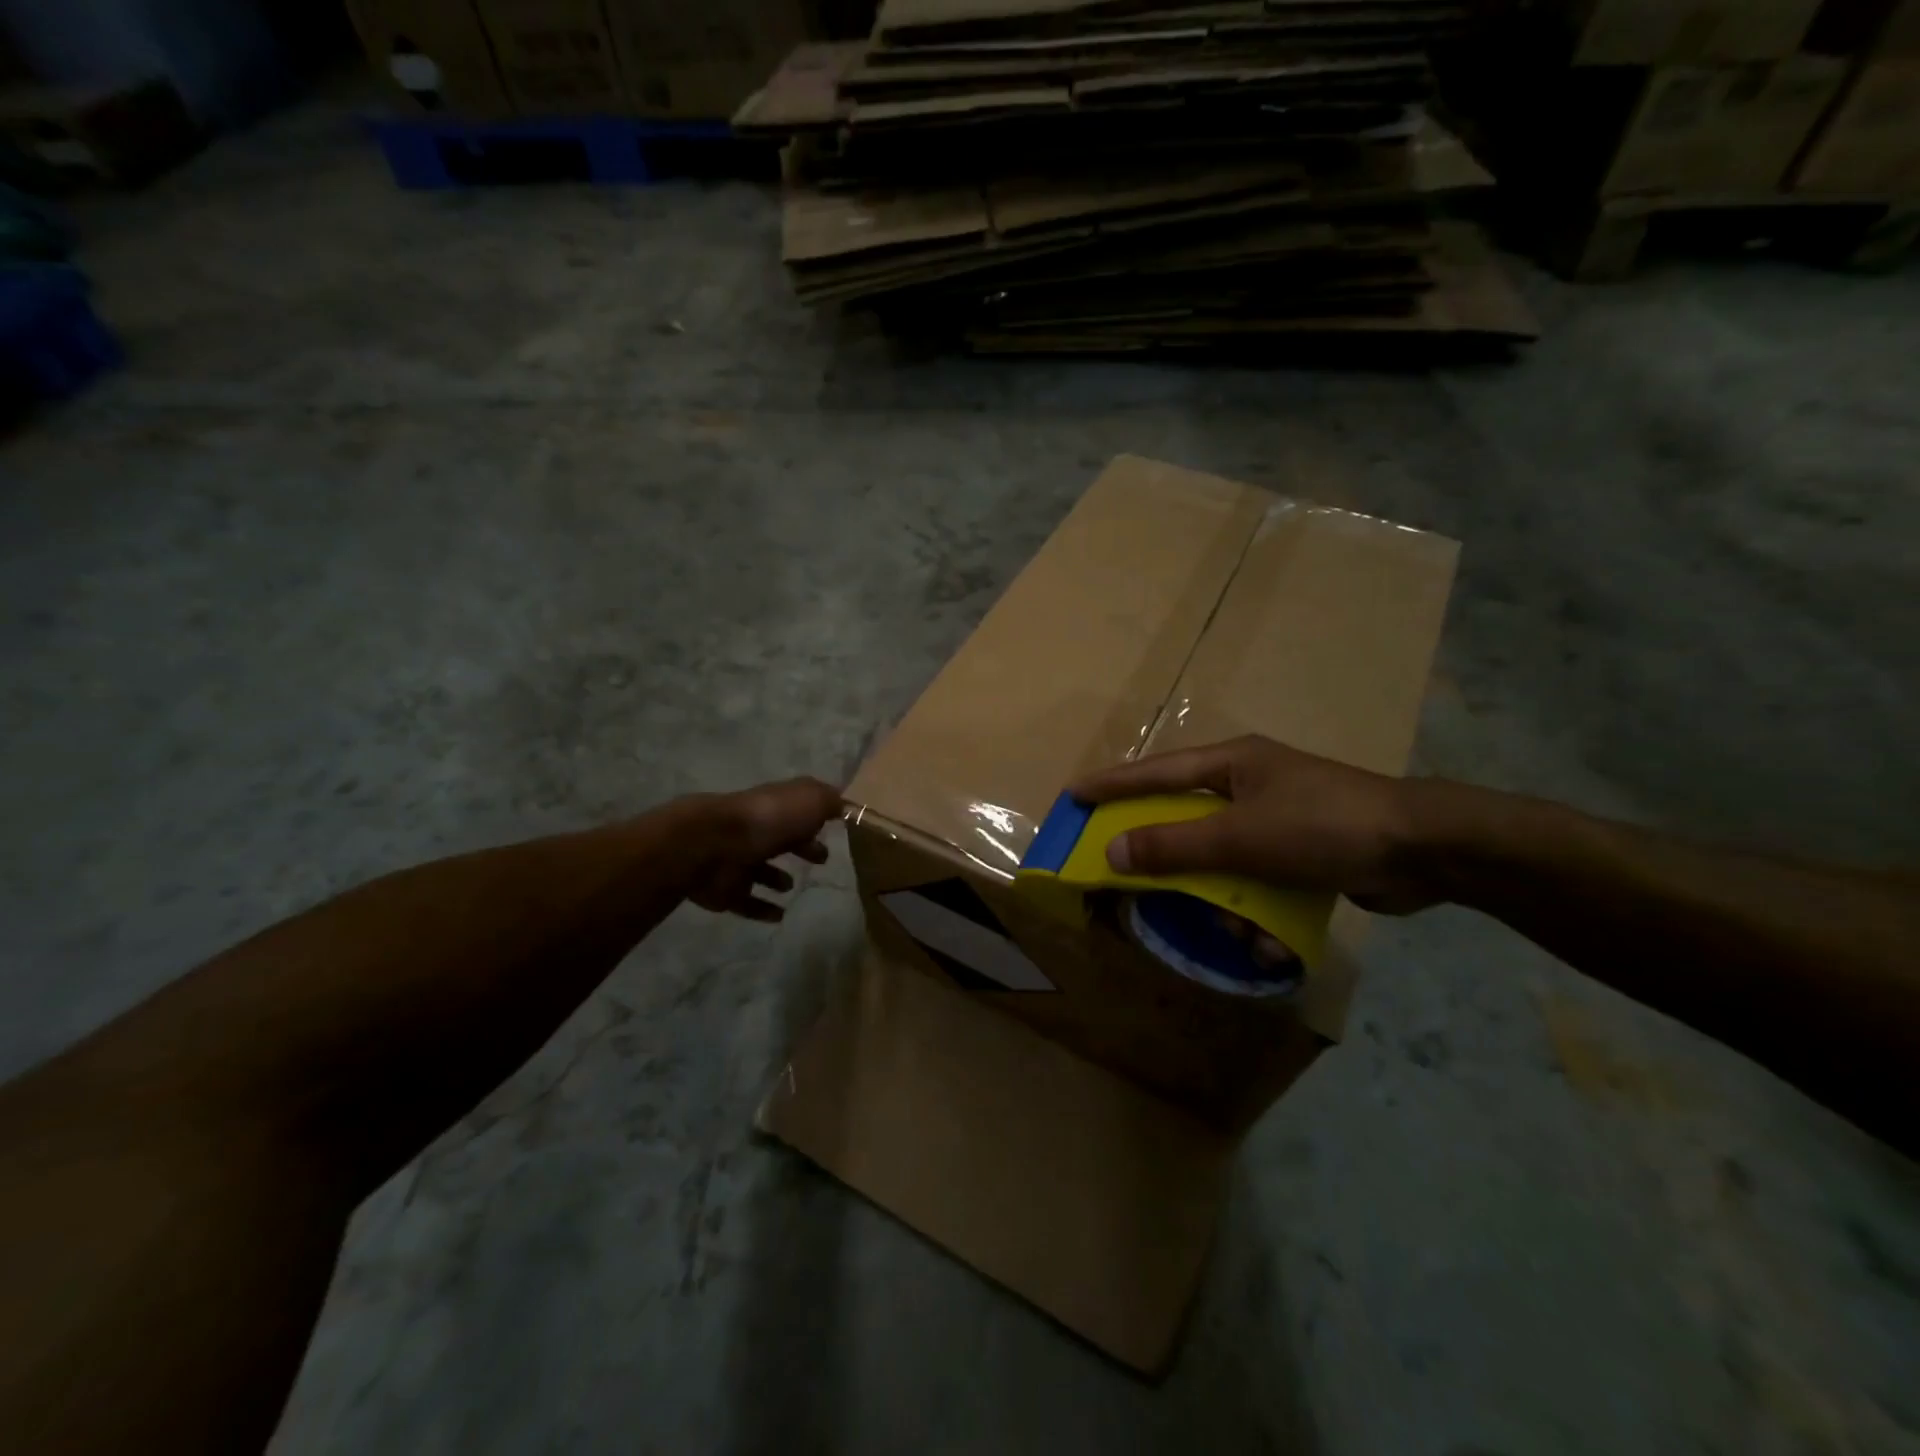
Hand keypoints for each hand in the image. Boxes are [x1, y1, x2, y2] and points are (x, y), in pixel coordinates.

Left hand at [688, 777, 841, 922]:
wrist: (712, 844)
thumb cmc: (768, 819)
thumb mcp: (810, 800)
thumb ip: (829, 801)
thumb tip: (843, 805)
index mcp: (775, 807)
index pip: (798, 812)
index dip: (816, 821)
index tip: (834, 833)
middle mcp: (756, 831)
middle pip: (780, 839)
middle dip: (801, 847)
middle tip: (822, 861)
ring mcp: (737, 860)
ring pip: (760, 870)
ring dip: (776, 878)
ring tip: (793, 887)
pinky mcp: (725, 890)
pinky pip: (747, 901)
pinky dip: (762, 909)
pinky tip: (779, 916)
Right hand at [1068, 736, 1439, 914]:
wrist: (1425, 850)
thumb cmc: (1322, 826)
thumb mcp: (1240, 837)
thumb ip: (1174, 845)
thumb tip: (1113, 852)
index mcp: (1231, 765)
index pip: (1155, 773)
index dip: (1112, 785)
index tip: (1073, 796)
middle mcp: (1248, 786)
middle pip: (1186, 822)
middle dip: (1172, 861)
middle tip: (1136, 883)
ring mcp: (1276, 819)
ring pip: (1221, 861)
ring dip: (1223, 899)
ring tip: (1237, 928)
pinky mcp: (1300, 852)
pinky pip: (1255, 880)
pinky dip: (1256, 909)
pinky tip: (1269, 939)